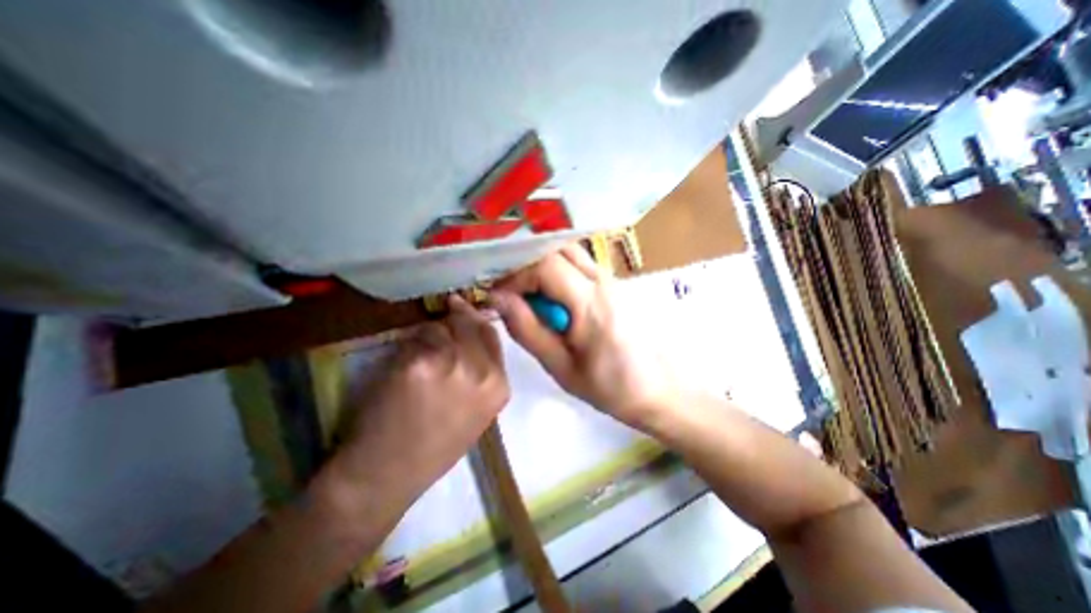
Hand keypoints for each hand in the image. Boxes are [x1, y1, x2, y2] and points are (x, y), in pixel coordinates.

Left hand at [322, 296, 511, 514]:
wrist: (388, 475)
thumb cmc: (434, 445)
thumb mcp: (476, 411)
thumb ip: (481, 372)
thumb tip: (470, 333)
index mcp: (498, 386)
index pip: (491, 334)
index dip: (476, 318)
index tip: (463, 309)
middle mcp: (481, 374)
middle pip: (470, 324)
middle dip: (455, 318)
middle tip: (441, 314)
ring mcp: (451, 367)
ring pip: (440, 328)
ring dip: (428, 334)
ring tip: (418, 355)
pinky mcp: (419, 365)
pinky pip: (415, 340)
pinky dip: (408, 346)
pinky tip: (402, 366)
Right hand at [494, 242, 678, 428]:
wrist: (661, 389)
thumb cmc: (611, 387)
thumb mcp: (561, 367)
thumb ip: (527, 330)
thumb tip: (497, 297)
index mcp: (590, 302)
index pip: (544, 265)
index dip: (515, 275)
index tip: (499, 296)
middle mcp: (603, 280)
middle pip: (556, 249)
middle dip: (527, 265)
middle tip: (513, 294)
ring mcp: (612, 278)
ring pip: (569, 253)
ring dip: (544, 267)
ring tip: (532, 297)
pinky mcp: (615, 284)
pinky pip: (580, 265)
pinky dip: (559, 272)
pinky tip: (554, 300)